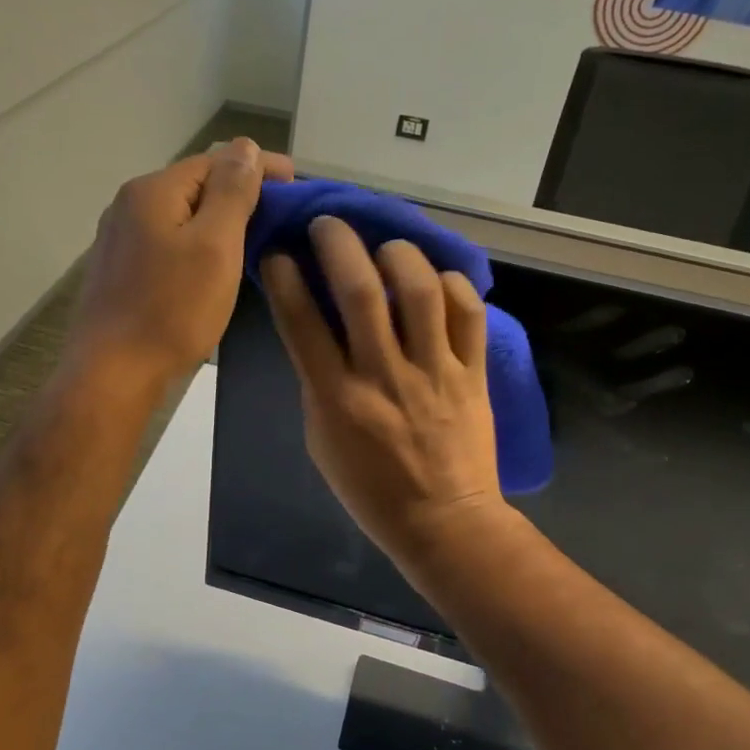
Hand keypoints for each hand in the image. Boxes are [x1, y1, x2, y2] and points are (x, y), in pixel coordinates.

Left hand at [70, 138, 293, 391]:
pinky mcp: (120, 271)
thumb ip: (232, 192)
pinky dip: (198, 244)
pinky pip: (169, 242)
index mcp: (153, 191)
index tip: (298, 184)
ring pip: (182, 216)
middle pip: (196, 185)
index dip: (259, 167)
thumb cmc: (171, 310)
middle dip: (240, 193)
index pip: (215, 161)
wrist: (112, 375)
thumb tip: (244, 147)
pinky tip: (215, 264)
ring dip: (219, 220)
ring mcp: (120, 240)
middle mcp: (129, 205)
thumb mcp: (215, 246)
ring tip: (256, 239)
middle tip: (281, 216)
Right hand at [263, 217, 508, 569]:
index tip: (278, 253)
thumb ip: (318, 383)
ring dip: (398, 255)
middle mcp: (383, 375)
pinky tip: (437, 280)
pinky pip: (468, 314)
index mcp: (337, 398)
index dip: (285, 279)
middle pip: (359, 292)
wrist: (445, 523)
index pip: (302, 323)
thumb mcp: (323, 440)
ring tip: (386, 247)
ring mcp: (433, 371)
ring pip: (419, 291)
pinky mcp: (472, 373)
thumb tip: (319, 331)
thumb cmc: (371, 490)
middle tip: (328, 226)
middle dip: (338, 245)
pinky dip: (452, 285)